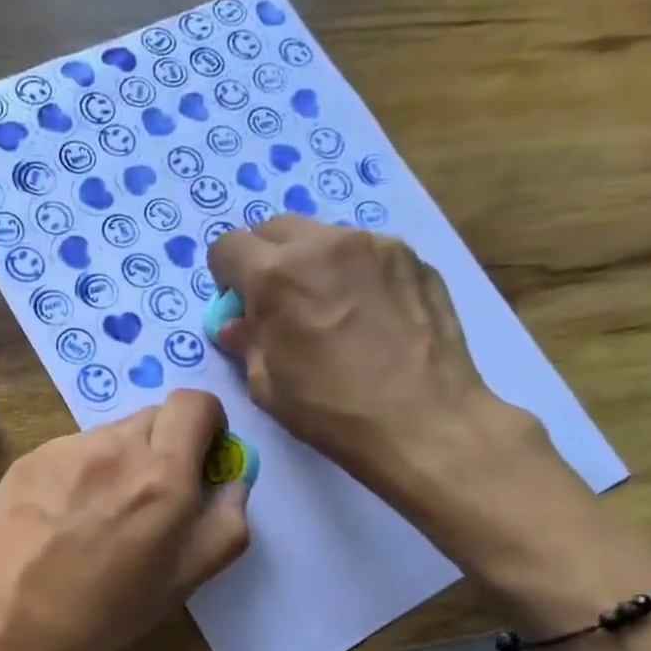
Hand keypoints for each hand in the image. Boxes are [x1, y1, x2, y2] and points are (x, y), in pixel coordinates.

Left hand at [0, 389, 249, 650]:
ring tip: (99, 516)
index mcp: (162, 474)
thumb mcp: (182, 582)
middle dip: (166, 446)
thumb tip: (234, 481)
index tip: (201, 457)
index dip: (207, 422)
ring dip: (121, 460)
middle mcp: (115, 446)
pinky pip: (72, 450)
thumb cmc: (101, 612)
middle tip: (151, 498)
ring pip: (111, 434)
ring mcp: (66, 448)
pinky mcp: (30, 457)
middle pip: (154, 416)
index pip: (196, 402)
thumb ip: (224, 524)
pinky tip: (62, 517)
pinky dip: (82, 471)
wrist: (2, 620)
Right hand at [207, 216, 565, 557]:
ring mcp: (374, 244)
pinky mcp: (412, 256)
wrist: (425, 422)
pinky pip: (365, 252)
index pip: (227, 246)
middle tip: (278, 303)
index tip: (238, 303)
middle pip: (274, 228)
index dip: (225, 276)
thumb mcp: (268, 386)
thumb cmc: (332, 411)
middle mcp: (323, 244)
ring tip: (329, 310)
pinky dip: (353, 273)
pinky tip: (368, 316)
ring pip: (322, 237)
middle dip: (265, 260)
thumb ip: (247, 342)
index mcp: (276, 276)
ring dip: (311, 263)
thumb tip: (237, 325)